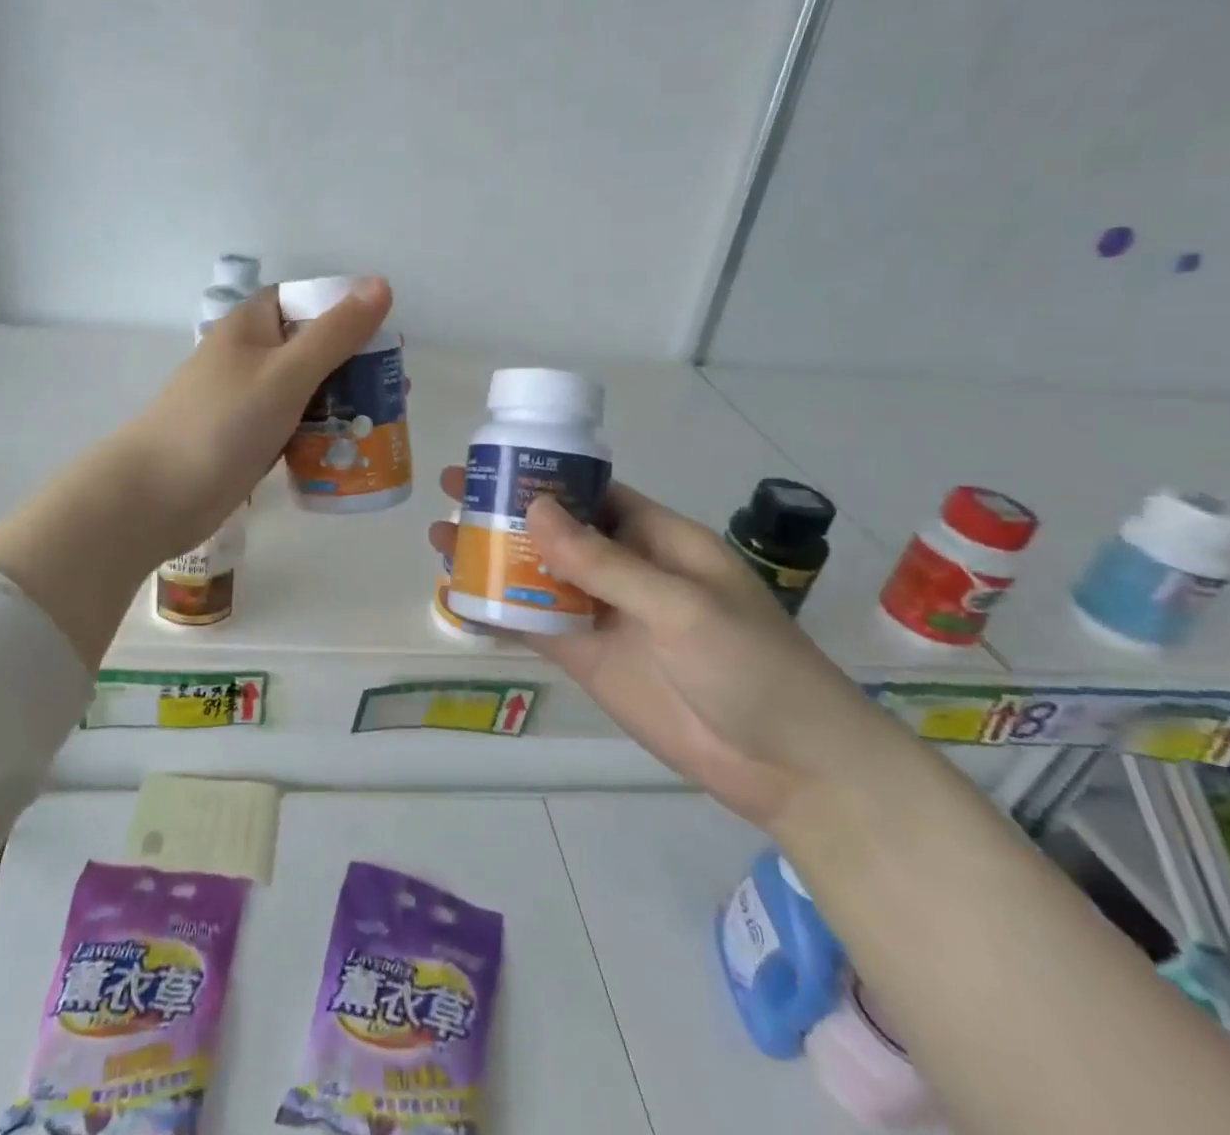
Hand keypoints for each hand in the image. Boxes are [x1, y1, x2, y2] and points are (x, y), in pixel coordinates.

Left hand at [112, 277, 393, 557]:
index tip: (385, 334)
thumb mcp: (286, 373)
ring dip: (342, 402)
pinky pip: (294, 427)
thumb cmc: (223, 424)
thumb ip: (335, 333)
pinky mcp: (248, 440)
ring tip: (385, 419)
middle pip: (311, 348)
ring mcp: (247, 401)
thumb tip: (380, 284)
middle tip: (396, 387)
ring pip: (305, 391)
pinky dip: (321, 433)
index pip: (304, 300)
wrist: (158, 496)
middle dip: (353, 365)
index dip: (344, 310)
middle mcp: (249, 357)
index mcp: (251, 326)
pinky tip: (351, 449)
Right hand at [430, 470, 912, 834]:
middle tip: (451, 496)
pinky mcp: (588, 659)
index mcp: (657, 538)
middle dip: (505, 512)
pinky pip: (535, 626)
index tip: (493, 462)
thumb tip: (535, 509)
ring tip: (440, 541)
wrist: (789, 767)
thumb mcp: (680, 605)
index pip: (592, 493)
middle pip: (554, 531)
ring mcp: (603, 615)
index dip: (544, 475)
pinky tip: (459, 599)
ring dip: (493, 558)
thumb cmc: (752, 666)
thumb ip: (605, 562)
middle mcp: (624, 569)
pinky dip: (498, 612)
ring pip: (537, 576)